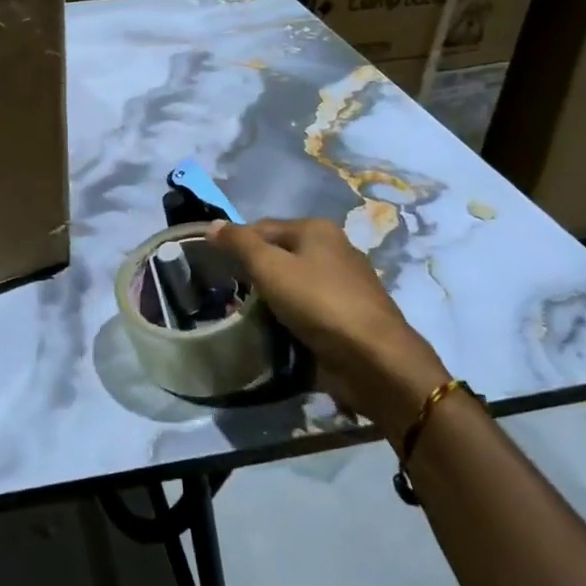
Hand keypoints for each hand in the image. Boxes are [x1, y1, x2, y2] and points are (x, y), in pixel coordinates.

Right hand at [208, 217, 449, 429]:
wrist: (374, 361)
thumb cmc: (318, 303)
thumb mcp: (270, 267)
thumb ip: (239, 243)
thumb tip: (212, 225)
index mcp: (316, 230)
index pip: (262, 227)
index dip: (235, 243)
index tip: (211, 266)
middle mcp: (332, 250)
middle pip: (278, 255)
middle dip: (251, 274)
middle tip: (224, 294)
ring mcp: (342, 285)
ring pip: (291, 285)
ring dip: (267, 299)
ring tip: (240, 317)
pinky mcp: (346, 318)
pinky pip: (305, 311)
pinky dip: (287, 318)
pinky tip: (271, 332)